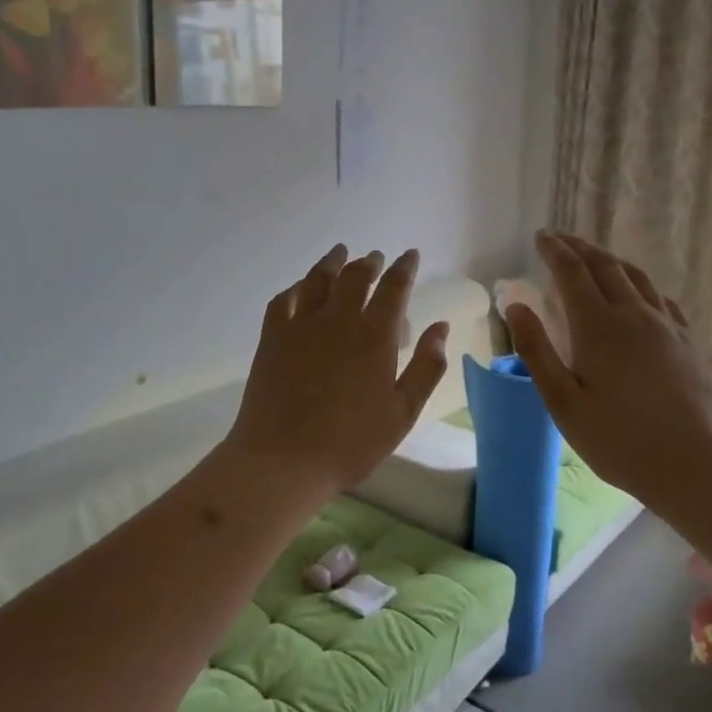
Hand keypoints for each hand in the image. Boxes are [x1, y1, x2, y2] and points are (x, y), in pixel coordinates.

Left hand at [223, 245, 449, 501]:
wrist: (283, 459)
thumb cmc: (350, 443)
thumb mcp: (402, 412)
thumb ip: (426, 367)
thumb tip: (440, 327)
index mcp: (375, 336)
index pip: (394, 289)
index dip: (404, 269)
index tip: (410, 255)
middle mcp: (338, 320)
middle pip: (355, 277)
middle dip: (369, 263)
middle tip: (376, 258)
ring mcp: (301, 326)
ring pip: (318, 280)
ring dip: (332, 263)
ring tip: (340, 252)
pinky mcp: (272, 338)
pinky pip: (283, 300)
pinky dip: (296, 287)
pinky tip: (300, 287)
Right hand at [502, 231, 711, 519]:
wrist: (696, 466)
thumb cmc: (618, 440)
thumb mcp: (563, 402)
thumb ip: (537, 350)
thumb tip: (515, 305)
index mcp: (598, 326)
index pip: (572, 273)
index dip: (555, 251)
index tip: (541, 237)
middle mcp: (635, 315)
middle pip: (605, 266)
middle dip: (580, 248)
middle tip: (561, 240)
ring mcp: (668, 326)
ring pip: (637, 277)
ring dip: (610, 261)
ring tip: (594, 258)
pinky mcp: (689, 342)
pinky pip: (661, 298)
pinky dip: (640, 284)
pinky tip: (638, 294)